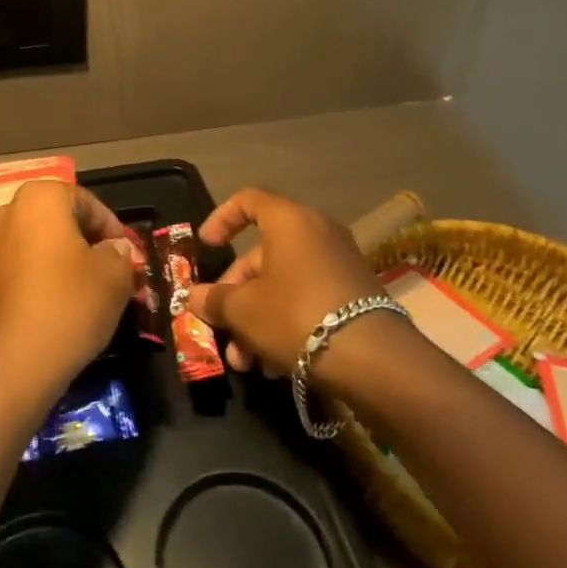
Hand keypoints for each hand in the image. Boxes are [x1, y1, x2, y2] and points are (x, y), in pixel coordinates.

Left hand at [0, 180, 135, 405]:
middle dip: (90, 242)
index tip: (130, 255)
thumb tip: (115, 249)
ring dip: (68, 260)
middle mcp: (9, 212)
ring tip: (95, 289)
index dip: (113, 228)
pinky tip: (66, 304)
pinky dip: (46, 276)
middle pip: (61, 220)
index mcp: (40, 197)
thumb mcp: (114, 276)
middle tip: (115, 269)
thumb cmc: (69, 304)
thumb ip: (120, 253)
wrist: (13, 364)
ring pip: (42, 244)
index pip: (88, 203)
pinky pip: (25, 266)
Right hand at [185, 188, 383, 381]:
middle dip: (237, 295)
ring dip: (258, 319)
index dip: (221, 219)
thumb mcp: (244, 310)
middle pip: (264, 254)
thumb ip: (215, 300)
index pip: (248, 200)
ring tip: (247, 363)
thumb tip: (193, 297)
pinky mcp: (357, 295)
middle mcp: (317, 232)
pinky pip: (309, 298)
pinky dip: (287, 323)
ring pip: (285, 283)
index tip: (206, 247)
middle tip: (223, 329)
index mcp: (288, 220)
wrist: (373, 358)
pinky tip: (276, 366)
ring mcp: (340, 263)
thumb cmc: (296, 315)